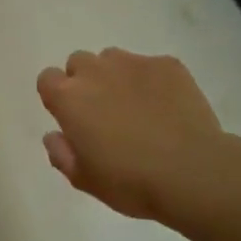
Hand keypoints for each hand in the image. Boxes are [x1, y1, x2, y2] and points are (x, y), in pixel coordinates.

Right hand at [37, 49, 240, 224]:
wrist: (193, 172)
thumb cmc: (130, 181)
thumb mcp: (84, 180)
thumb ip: (61, 154)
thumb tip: (54, 135)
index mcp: (69, 98)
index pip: (47, 79)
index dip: (56, 96)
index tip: (71, 118)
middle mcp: (96, 71)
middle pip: (79, 63)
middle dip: (86, 82)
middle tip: (104, 113)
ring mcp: (133, 63)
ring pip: (114, 59)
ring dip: (116, 77)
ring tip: (138, 107)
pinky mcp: (168, 65)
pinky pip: (151, 66)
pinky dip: (153, 81)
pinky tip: (167, 108)